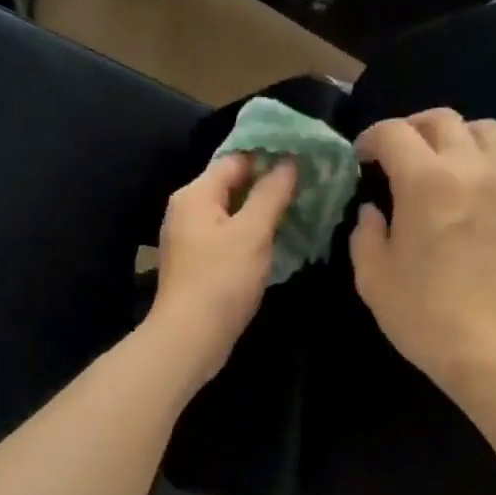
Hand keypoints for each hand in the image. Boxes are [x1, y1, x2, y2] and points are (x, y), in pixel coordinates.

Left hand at [148, 153, 296, 385]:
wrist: (190, 338)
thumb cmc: (221, 281)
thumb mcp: (252, 233)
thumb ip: (271, 194)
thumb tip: (288, 161)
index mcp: (196, 194)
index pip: (236, 159)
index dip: (269, 156)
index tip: (304, 159)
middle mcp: (187, 211)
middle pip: (232, 186)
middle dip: (268, 186)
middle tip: (308, 187)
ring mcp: (190, 241)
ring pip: (231, 216)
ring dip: (261, 214)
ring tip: (299, 212)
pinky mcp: (198, 266)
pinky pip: (228, 240)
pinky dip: (250, 238)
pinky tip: (275, 244)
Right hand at [351, 109, 495, 391]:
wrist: (495, 345)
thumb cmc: (425, 315)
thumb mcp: (374, 279)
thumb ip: (365, 236)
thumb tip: (372, 212)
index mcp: (425, 181)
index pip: (394, 134)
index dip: (371, 138)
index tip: (362, 157)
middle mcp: (471, 167)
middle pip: (442, 120)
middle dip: (412, 129)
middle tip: (397, 155)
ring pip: (484, 130)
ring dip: (455, 138)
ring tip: (441, 165)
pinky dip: (484, 162)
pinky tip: (472, 191)